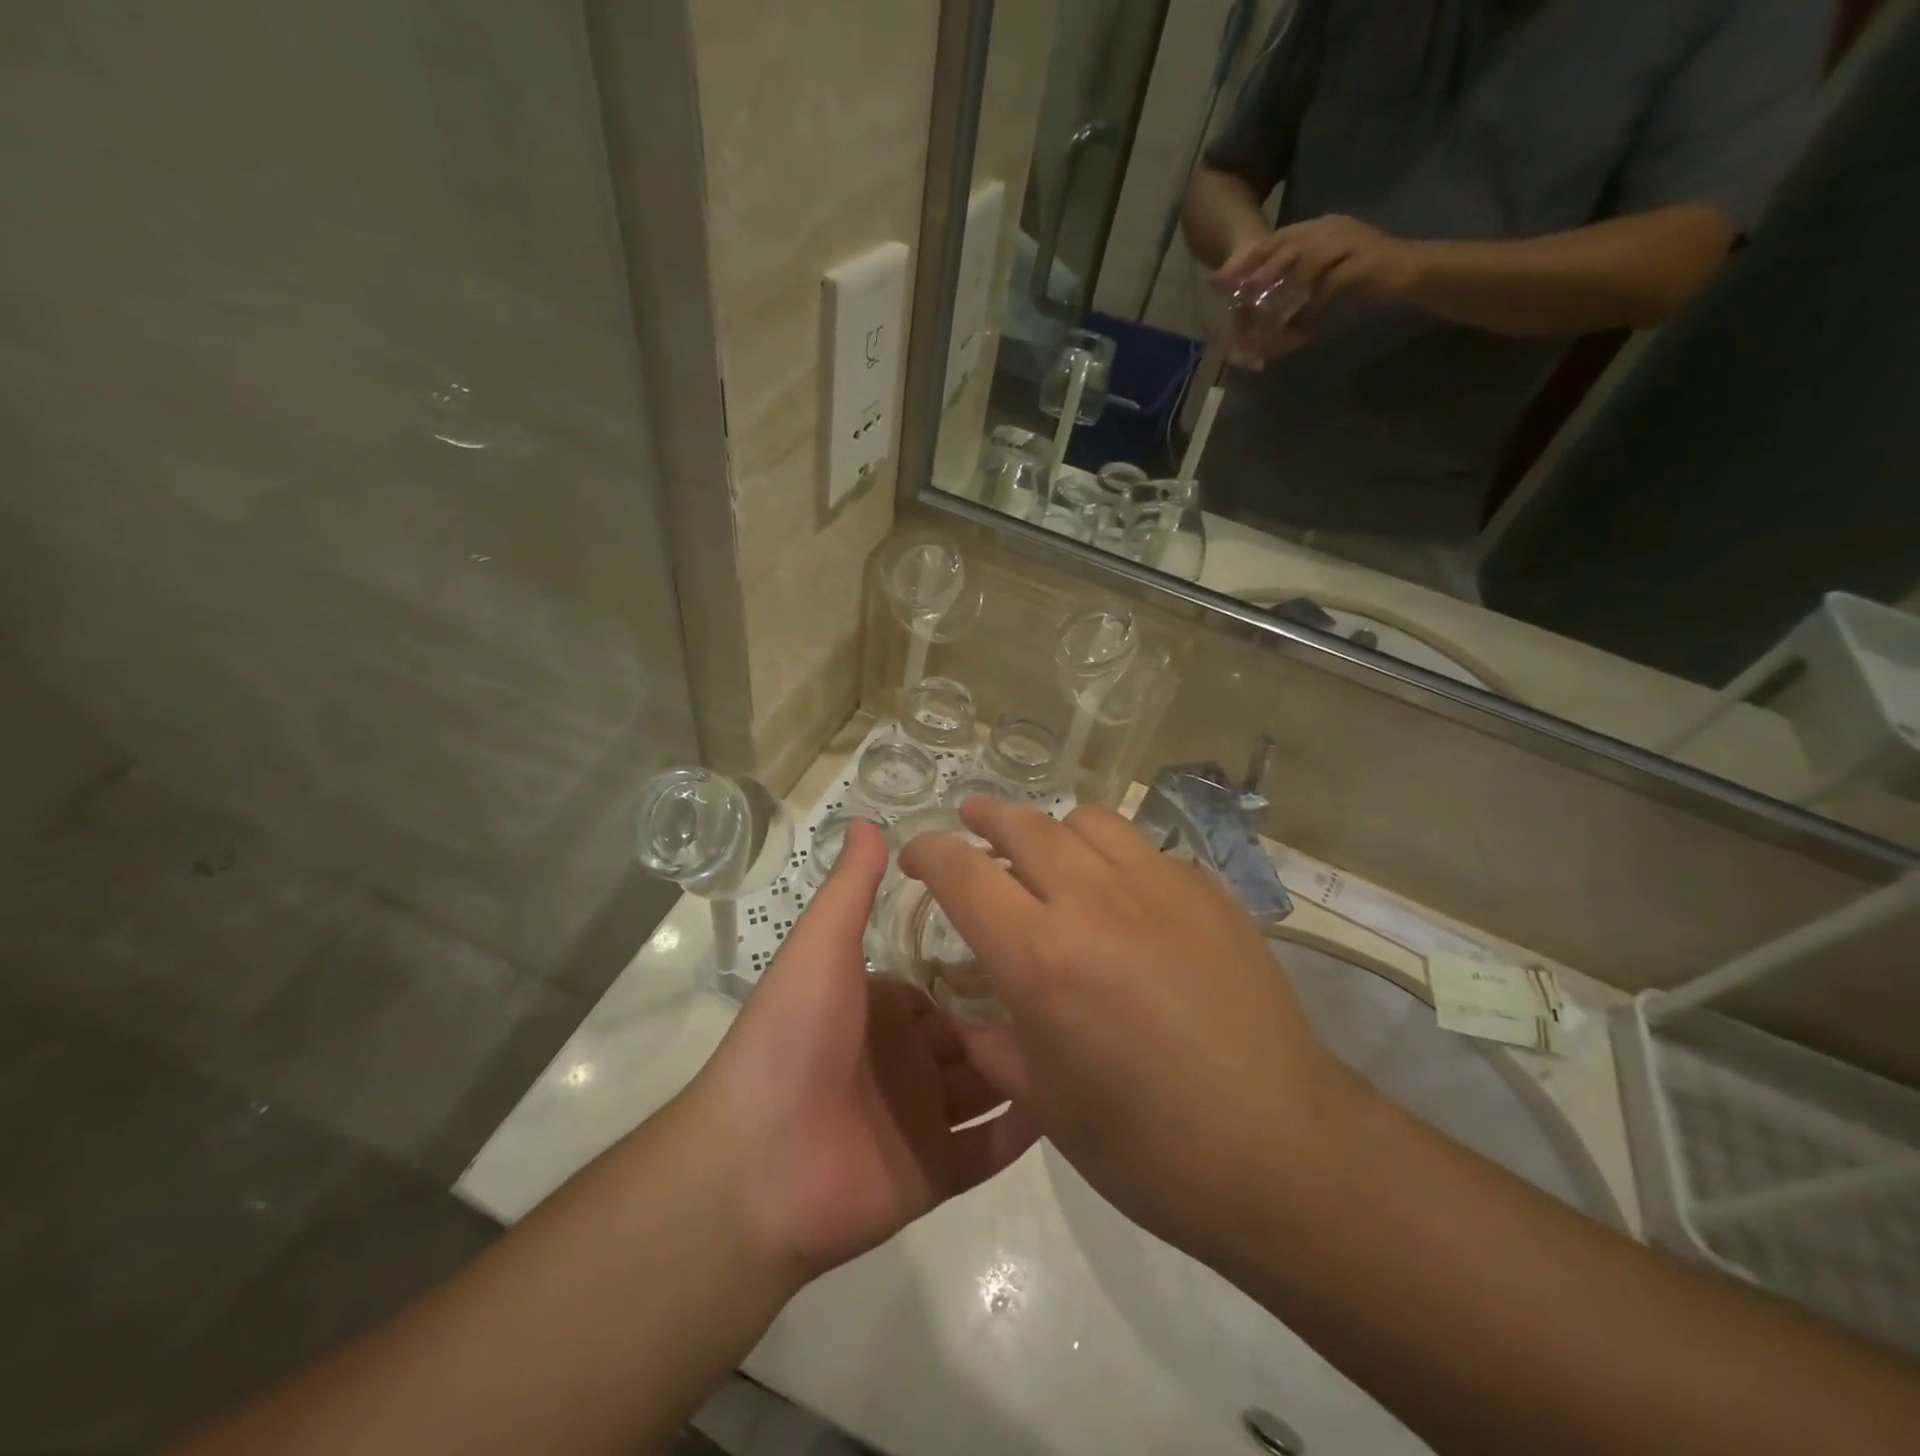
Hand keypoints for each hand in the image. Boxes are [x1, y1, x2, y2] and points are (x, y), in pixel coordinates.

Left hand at [693, 820, 1037, 1281]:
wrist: (754, 1166)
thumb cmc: (793, 1037)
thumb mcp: (822, 946)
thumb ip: (851, 888)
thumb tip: (868, 819)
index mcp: (881, 1007)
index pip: (945, 983)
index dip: (985, 964)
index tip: (1039, 939)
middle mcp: (904, 1059)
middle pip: (974, 1034)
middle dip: (1017, 1017)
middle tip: (1081, 992)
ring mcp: (921, 1119)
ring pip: (989, 1087)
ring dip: (1029, 1067)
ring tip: (1093, 1039)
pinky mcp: (933, 1174)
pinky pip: (989, 1149)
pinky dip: (1024, 1130)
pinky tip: (1074, 1100)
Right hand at [899, 800, 1355, 1263]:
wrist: (1283, 1152)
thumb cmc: (1148, 1147)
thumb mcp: (1046, 1104)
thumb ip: (996, 1044)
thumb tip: (978, 1016)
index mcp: (1042, 957)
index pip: (963, 872)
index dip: (928, 852)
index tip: (916, 853)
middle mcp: (1095, 901)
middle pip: (1024, 825)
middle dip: (985, 818)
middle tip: (971, 821)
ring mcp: (1160, 887)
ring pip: (1087, 821)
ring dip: (1053, 830)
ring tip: (1049, 855)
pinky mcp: (1210, 892)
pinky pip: (1145, 850)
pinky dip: (1114, 858)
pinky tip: (1125, 898)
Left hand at [1214, 213, 1423, 316]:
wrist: (1409, 269)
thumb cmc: (1363, 274)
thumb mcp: (1324, 270)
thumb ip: (1297, 276)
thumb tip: (1260, 297)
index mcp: (1319, 226)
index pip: (1277, 239)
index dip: (1248, 260)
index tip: (1221, 280)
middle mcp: (1331, 228)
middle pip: (1287, 249)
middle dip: (1259, 275)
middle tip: (1240, 300)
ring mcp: (1348, 241)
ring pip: (1306, 265)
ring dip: (1285, 293)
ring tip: (1267, 316)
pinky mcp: (1362, 261)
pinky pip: (1331, 284)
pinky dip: (1314, 305)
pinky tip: (1303, 324)